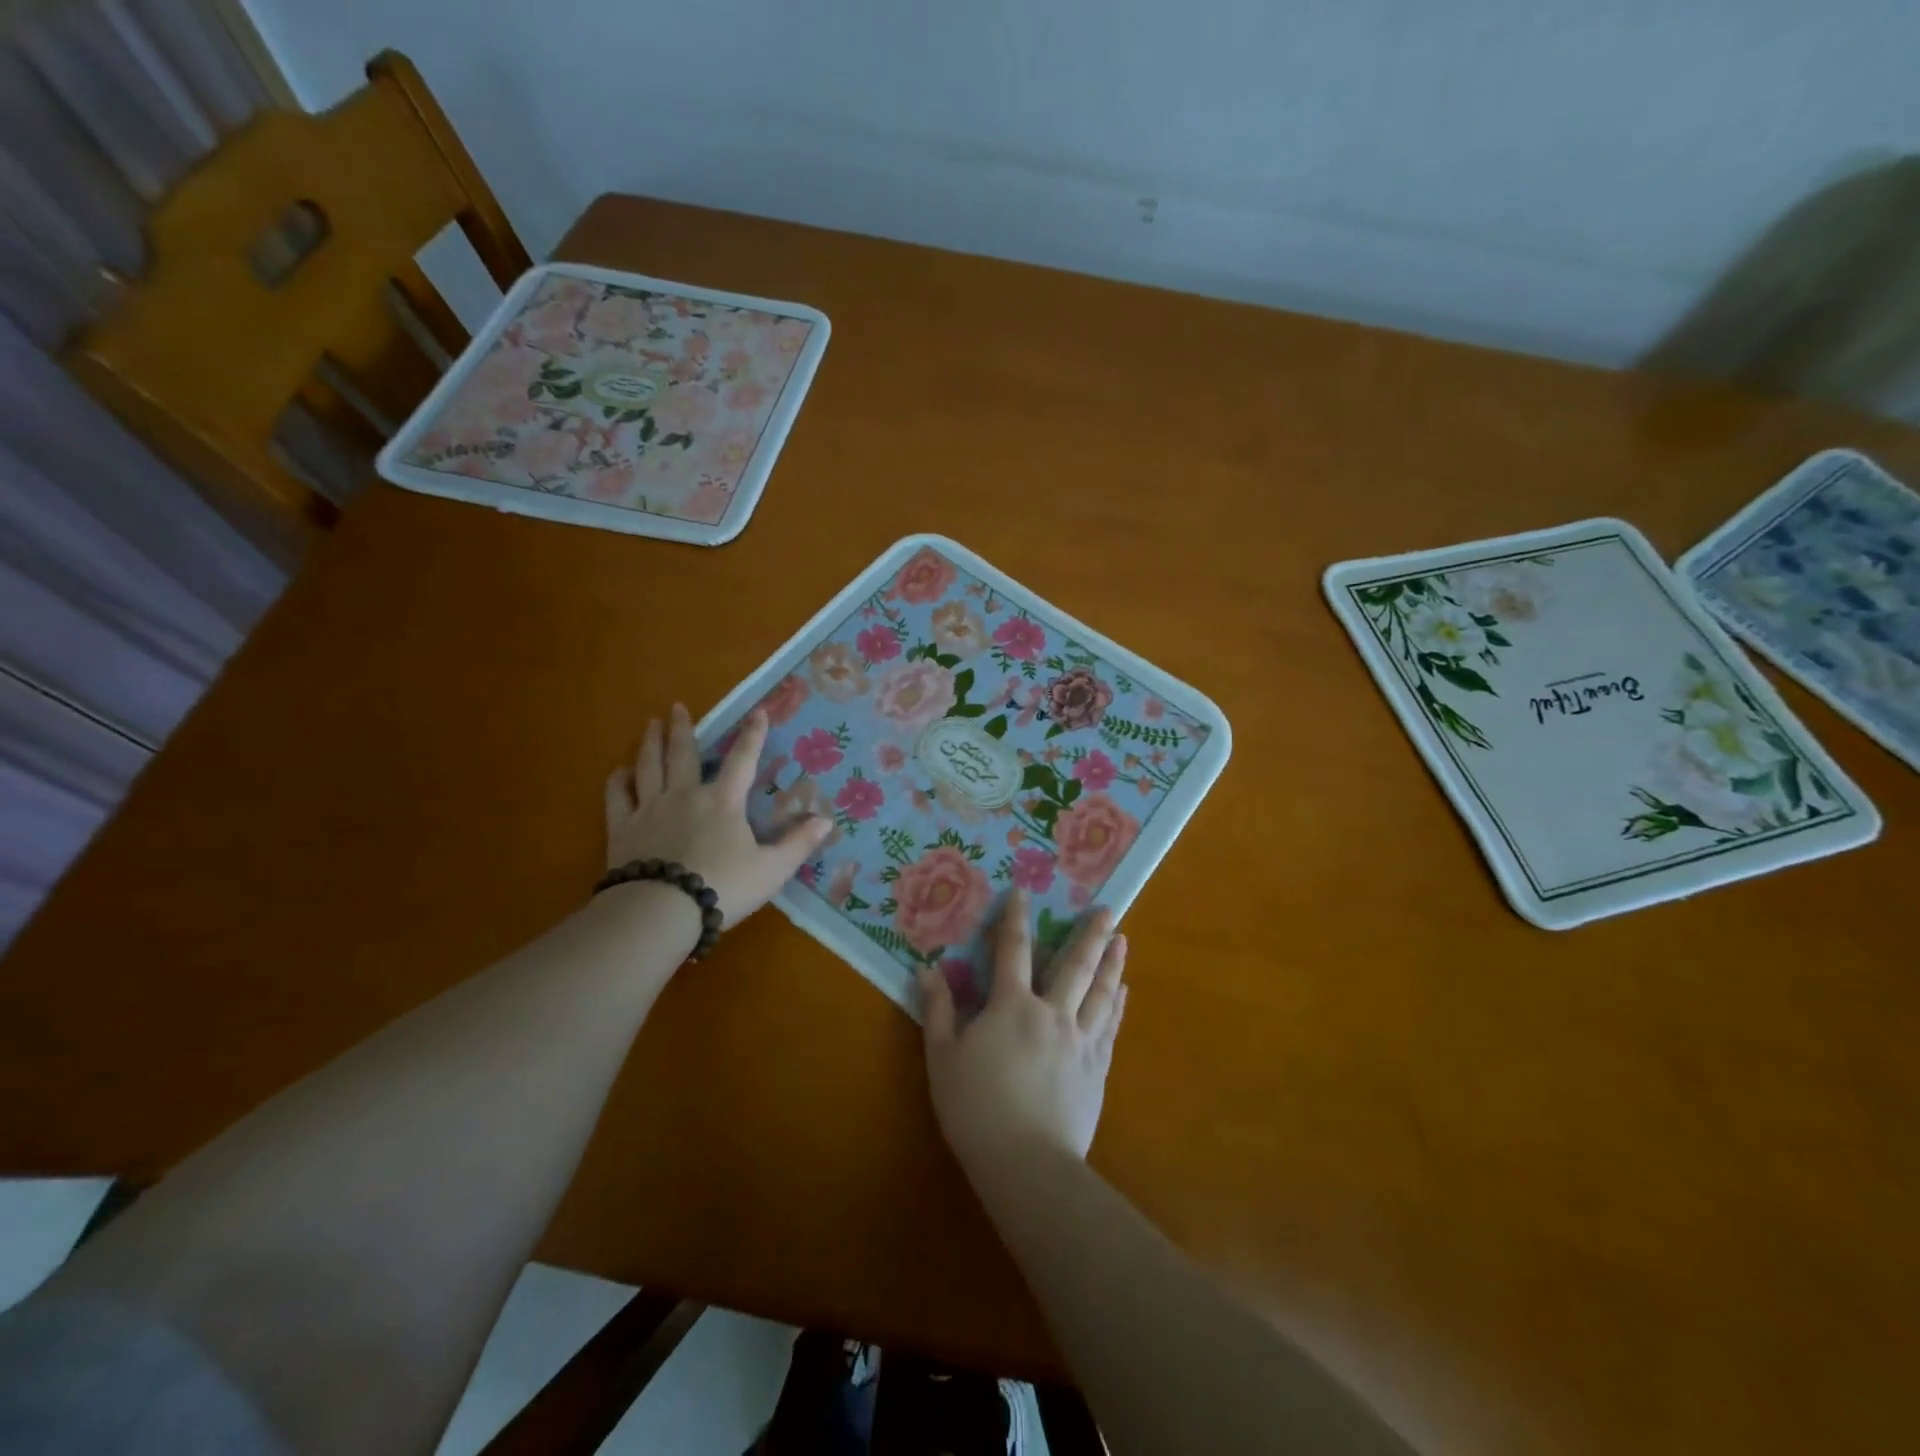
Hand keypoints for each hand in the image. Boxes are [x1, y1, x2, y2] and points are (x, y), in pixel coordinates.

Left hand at [604, 704, 831, 928]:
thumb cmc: (722, 887)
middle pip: (683, 755)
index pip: (743, 760)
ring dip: (650, 744)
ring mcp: (650, 810)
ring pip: (648, 767)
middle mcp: (685, 796)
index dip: (753, 735)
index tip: (758, 711)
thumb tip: (828, 820)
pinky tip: (618, 771)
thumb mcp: (771, 869)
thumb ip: (798, 844)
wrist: (660, 910)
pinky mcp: (622, 830)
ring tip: (650, 724)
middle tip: (677, 706)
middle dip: (683, 729)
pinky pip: (618, 798)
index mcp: (723, 802)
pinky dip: (618, 781)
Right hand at [917, 888, 1128, 1174]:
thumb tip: (927, 969)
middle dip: (1089, 934)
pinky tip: (1122, 992)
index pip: (1013, 950)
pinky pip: (1110, 1026)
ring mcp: (1080, 1040)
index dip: (1016, 918)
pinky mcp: (1096, 1068)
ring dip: (1112, 963)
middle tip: (1107, 908)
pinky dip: (1117, 1004)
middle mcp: (1052, 1013)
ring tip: (1123, 940)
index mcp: (1012, 1006)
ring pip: (1100, 992)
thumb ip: (938, 1010)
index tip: (1022, 892)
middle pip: (1075, 965)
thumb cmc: (976, 1108)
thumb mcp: (943, 1057)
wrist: (1027, 1163)